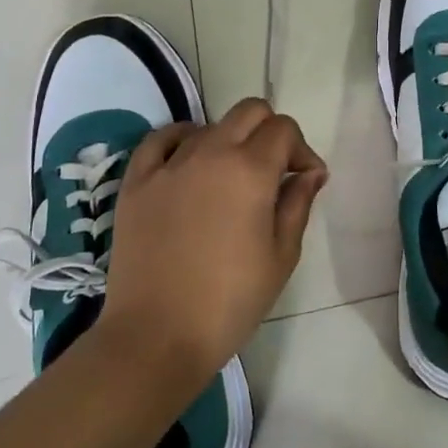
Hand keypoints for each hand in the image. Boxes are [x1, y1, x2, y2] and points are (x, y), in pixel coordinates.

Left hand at [100, 99, 327, 390]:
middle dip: (271, 131)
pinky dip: (183, 139)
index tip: (305, 180)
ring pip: (210, 125)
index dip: (302, 150)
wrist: (157, 336)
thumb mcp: (281, 256)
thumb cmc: (230, 301)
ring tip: (232, 178)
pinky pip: (161, 139)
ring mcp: (169, 165)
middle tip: (275, 170)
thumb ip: (298, 204)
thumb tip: (310, 173)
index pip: (284, 130)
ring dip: (230, 141)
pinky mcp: (137, 182)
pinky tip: (190, 158)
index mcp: (251, 170)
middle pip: (249, 111)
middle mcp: (210, 153)